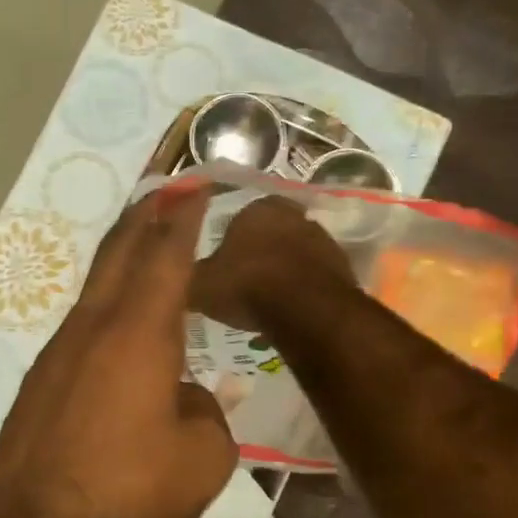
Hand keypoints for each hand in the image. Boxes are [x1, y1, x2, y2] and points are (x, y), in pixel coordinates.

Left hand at [0, 186, 237, 517]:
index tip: (194, 188)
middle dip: (144, 219)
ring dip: (119, 262)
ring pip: (93, 291)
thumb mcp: (201, 461)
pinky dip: (103, 309)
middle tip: (166, 194)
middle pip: (118, 256)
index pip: (165, 257)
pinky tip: (115, 331)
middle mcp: (91, 330)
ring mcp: (55, 356)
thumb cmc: (126, 497)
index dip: (182, 219)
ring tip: (143, 250)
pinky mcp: (37, 386)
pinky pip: (79, 329)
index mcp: (137, 334)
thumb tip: (186, 397)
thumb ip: (206, 414)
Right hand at [189, 196, 354, 332]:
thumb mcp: (200, 285)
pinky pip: (312, 273)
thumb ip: (189, 275)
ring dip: (282, 268)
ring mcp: (320, 237)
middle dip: (257, 252)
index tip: (223, 265)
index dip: (228, 242)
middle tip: (243, 280)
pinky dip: (301, 285)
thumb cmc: (246, 286)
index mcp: (255, 208)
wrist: (306, 309)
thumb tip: (176, 274)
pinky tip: (289, 306)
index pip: (236, 218)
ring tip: (266, 297)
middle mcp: (291, 214)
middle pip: (268, 232)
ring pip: (293, 251)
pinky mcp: (341, 264)